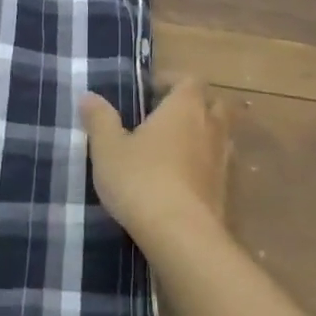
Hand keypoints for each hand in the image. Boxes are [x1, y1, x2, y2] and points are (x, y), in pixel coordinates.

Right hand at [80, 79, 230, 244]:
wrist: (181, 235)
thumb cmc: (141, 180)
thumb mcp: (107, 148)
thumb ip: (100, 119)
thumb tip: (89, 96)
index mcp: (184, 108)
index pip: (189, 80)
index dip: (171, 81)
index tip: (150, 90)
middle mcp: (210, 127)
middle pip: (213, 104)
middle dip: (193, 106)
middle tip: (165, 117)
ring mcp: (223, 160)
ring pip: (220, 136)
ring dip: (202, 136)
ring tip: (173, 149)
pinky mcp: (227, 191)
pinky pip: (219, 167)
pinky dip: (205, 166)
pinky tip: (183, 181)